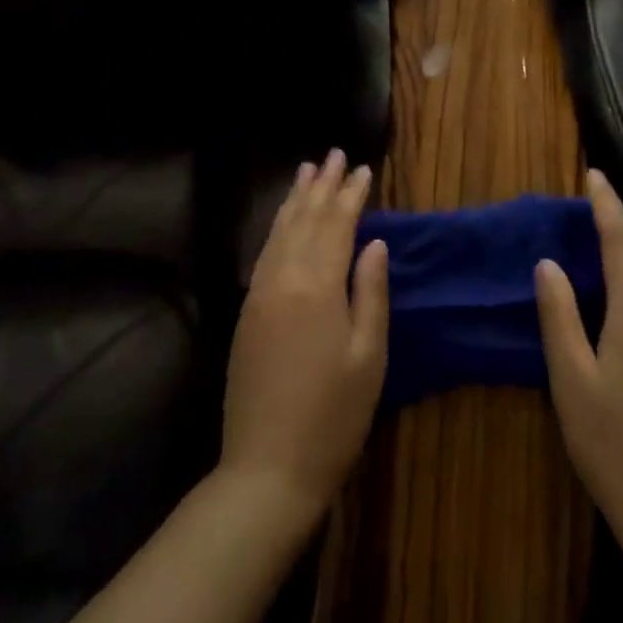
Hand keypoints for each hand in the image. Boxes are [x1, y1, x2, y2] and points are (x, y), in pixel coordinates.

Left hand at [221, 150, 387, 522]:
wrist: (268, 467)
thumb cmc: (333, 415)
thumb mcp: (368, 355)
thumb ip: (371, 292)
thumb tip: (375, 242)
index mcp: (316, 287)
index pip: (336, 226)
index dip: (351, 195)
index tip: (363, 168)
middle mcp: (282, 280)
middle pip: (303, 220)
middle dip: (321, 186)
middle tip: (333, 154)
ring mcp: (258, 296)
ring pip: (278, 233)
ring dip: (294, 200)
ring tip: (306, 171)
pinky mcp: (247, 314)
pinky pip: (264, 255)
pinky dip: (277, 229)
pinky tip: (284, 222)